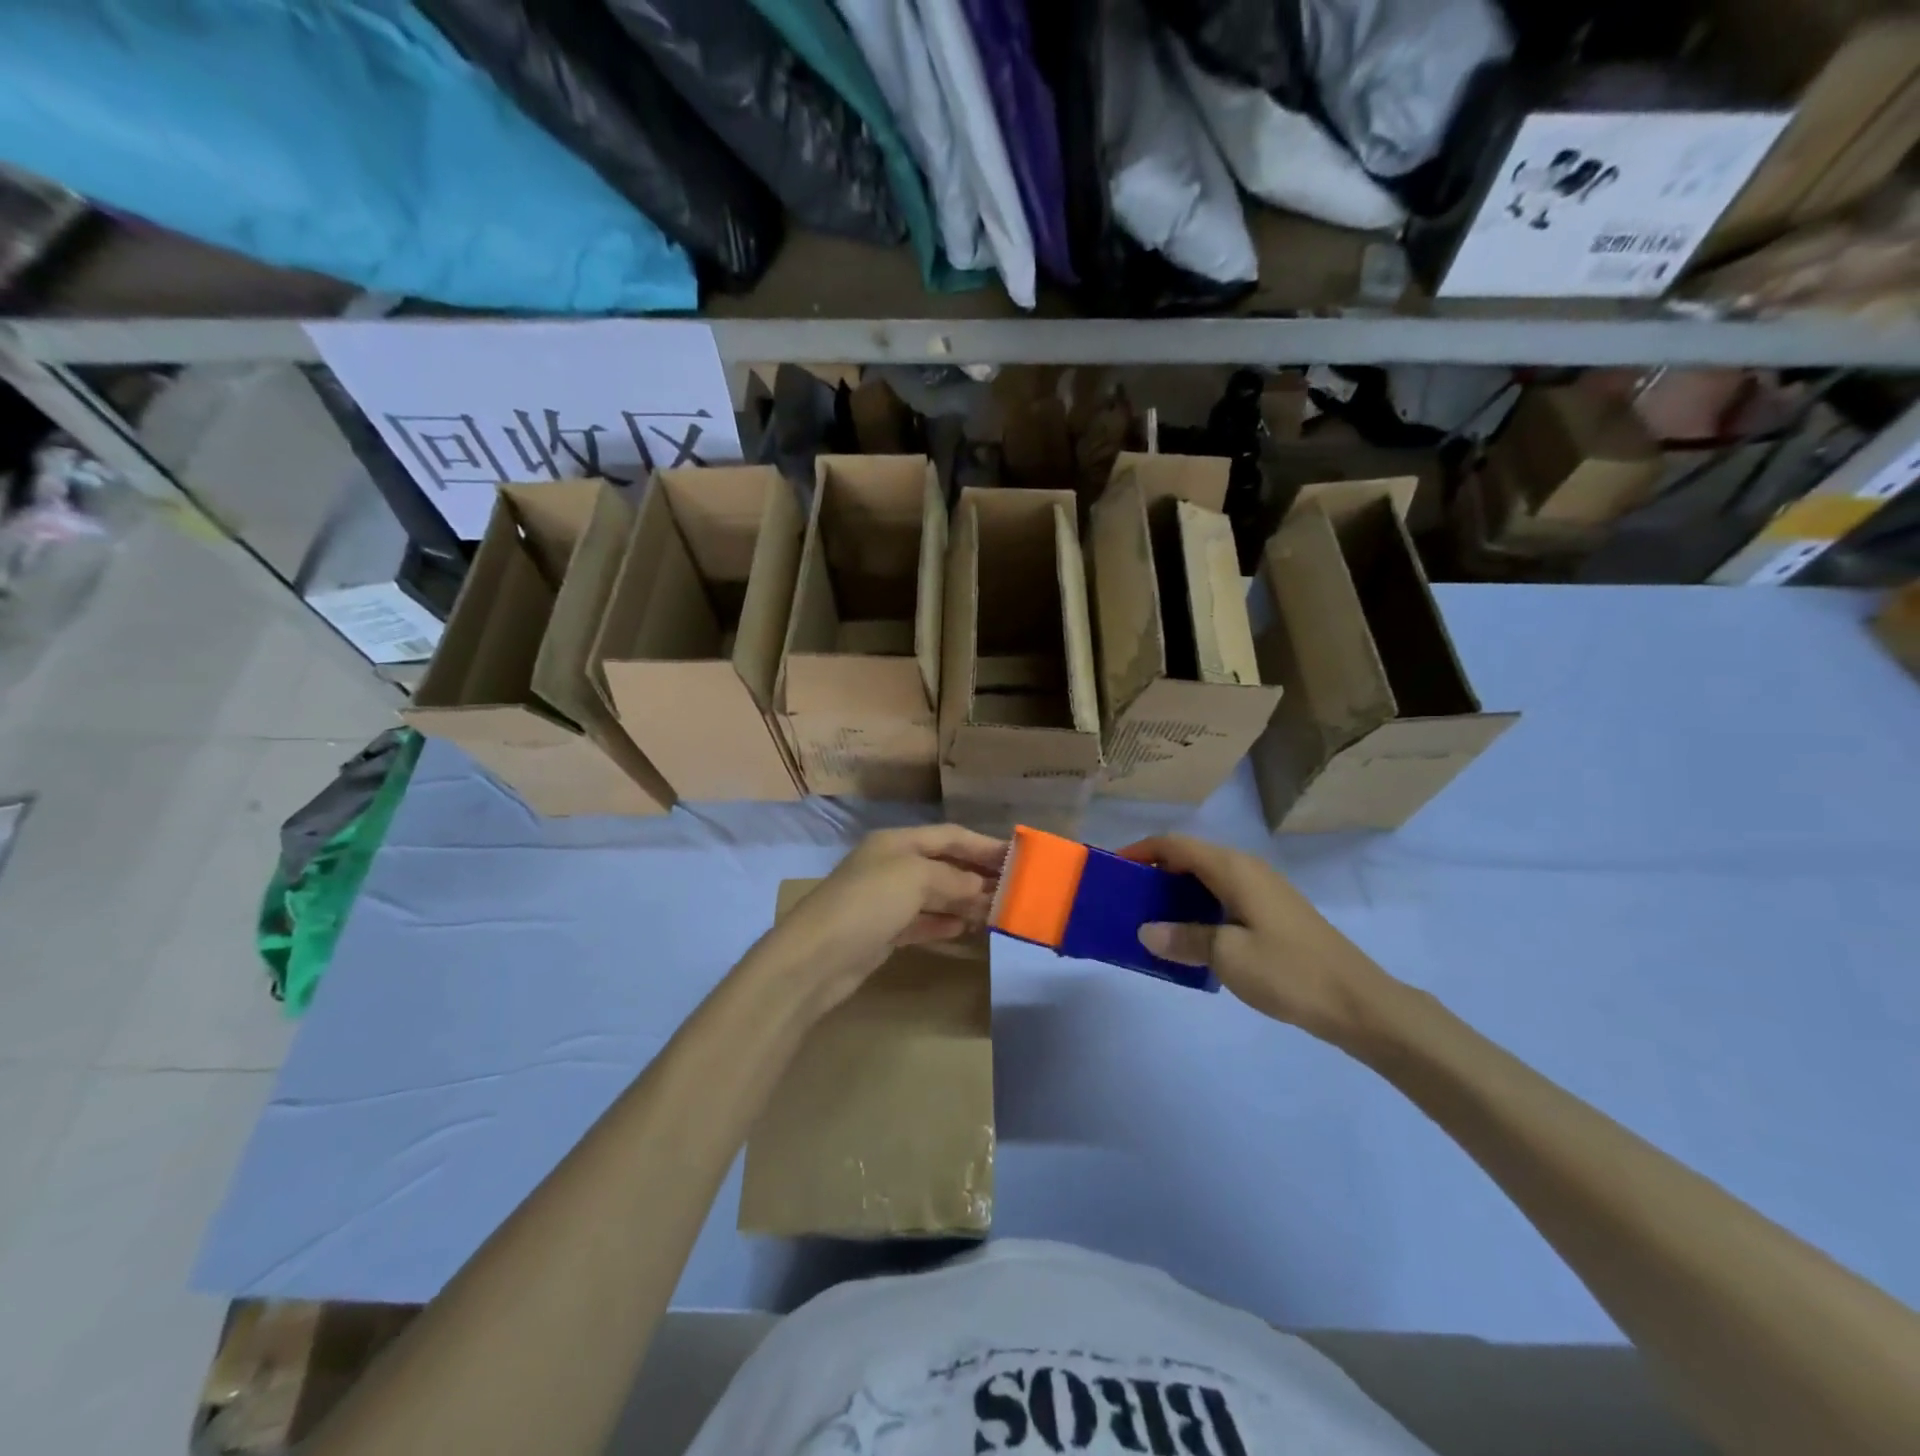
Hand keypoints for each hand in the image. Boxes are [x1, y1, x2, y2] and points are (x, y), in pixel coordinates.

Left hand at [761, 825, 1004, 1013]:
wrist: (816, 957)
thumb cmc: (868, 902)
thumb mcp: (915, 878)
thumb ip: (952, 879)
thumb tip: (980, 887)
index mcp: (896, 842)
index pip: (949, 836)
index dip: (983, 845)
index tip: (1016, 857)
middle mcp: (891, 865)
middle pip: (943, 865)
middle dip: (976, 875)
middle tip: (1012, 889)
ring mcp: (885, 900)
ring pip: (934, 895)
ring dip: (964, 901)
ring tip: (996, 912)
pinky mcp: (882, 932)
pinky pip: (921, 921)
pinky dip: (943, 923)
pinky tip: (964, 929)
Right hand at [1123, 835, 1398, 1045]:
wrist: (1358, 1002)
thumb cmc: (1288, 971)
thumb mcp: (1227, 955)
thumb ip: (1183, 938)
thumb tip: (1145, 930)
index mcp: (1233, 868)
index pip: (1175, 844)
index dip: (1141, 851)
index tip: (1112, 868)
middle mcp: (1247, 869)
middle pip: (1190, 858)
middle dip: (1154, 873)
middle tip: (1125, 899)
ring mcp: (1263, 891)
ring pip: (1206, 879)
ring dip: (1175, 894)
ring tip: (1148, 919)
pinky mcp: (1272, 913)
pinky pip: (1223, 898)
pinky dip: (1197, 908)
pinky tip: (1188, 937)